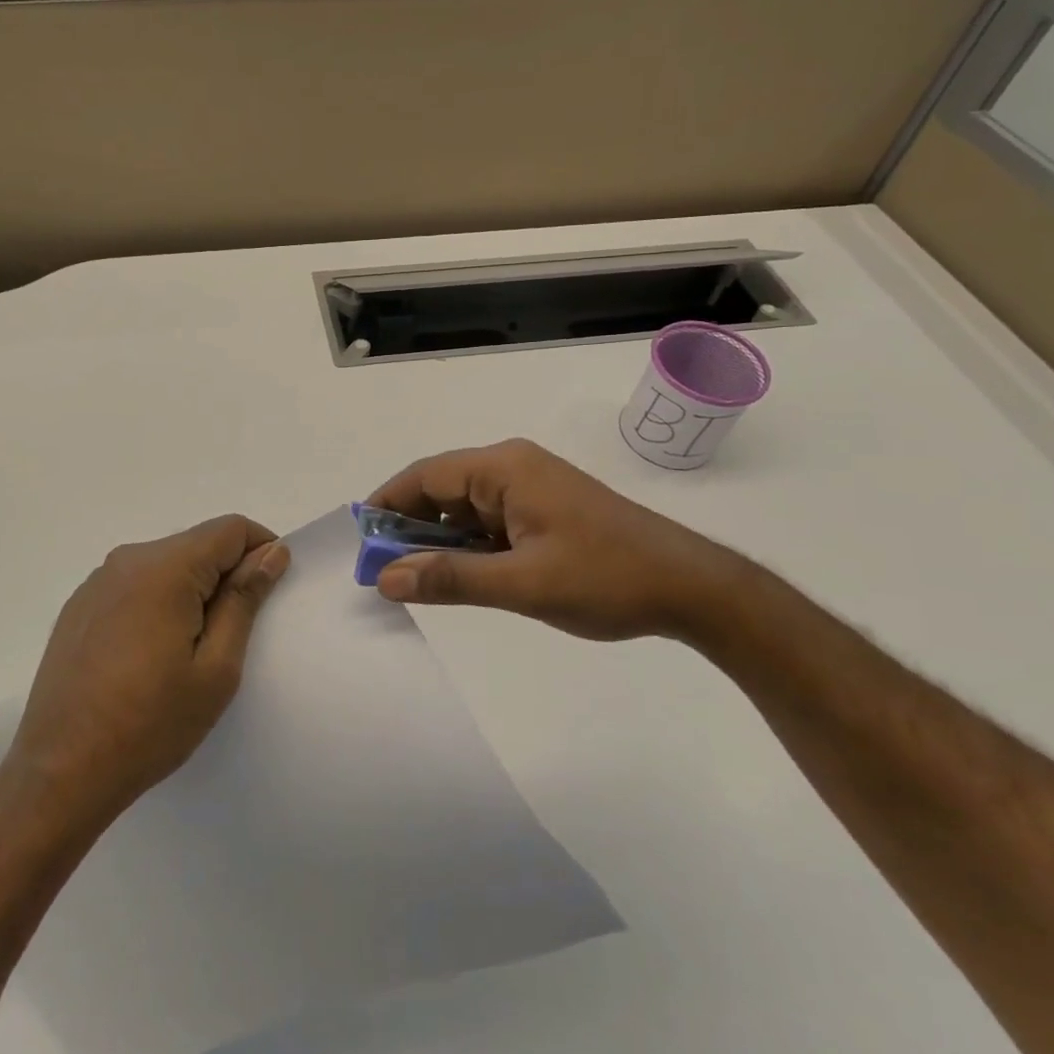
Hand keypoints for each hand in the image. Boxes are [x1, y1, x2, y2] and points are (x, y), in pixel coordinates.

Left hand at [6, 515, 289, 828]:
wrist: (61, 772)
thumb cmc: (150, 724)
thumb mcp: (216, 668)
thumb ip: (244, 599)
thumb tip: (272, 551)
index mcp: (164, 568)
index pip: (230, 529)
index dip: (261, 550)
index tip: (270, 591)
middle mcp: (127, 560)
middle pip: (197, 544)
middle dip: (226, 573)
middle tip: (233, 633)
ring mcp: (97, 582)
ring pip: (166, 564)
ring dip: (192, 589)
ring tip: (191, 649)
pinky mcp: (79, 606)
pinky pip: (135, 584)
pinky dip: (158, 601)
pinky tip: (150, 654)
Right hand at [366, 438, 745, 641]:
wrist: (691, 587)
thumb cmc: (606, 578)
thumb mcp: (522, 583)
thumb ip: (451, 579)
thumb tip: (386, 579)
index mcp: (504, 468)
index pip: (425, 476)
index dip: (388, 505)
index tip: (362, 542)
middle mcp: (513, 467)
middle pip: (442, 489)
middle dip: (411, 527)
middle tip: (385, 570)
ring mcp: (531, 487)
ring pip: (465, 508)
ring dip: (440, 540)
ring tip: (418, 580)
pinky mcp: (544, 509)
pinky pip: (489, 521)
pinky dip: (469, 545)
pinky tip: (462, 576)